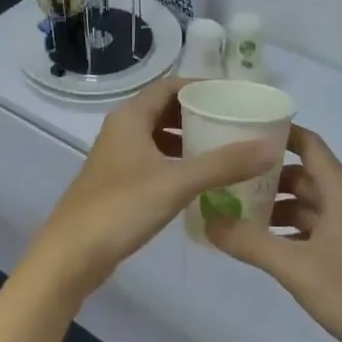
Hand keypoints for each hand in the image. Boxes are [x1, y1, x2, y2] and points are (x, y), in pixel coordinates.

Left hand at [24, 78, 281, 303]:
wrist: (71, 255)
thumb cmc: (121, 208)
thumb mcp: (177, 182)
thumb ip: (224, 164)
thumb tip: (270, 147)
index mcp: (130, 118)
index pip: (170, 86)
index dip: (201, 86)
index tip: (234, 96)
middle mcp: (122, 131)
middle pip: (165, 110)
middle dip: (199, 114)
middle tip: (236, 123)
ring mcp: (117, 159)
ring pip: (159, 138)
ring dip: (189, 140)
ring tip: (225, 150)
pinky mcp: (118, 185)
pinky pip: (154, 162)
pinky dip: (177, 164)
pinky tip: (200, 181)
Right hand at [205, 126, 341, 341]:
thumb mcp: (296, 267)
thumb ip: (250, 243)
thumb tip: (209, 221)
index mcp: (340, 190)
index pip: (307, 144)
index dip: (277, 134)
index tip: (240, 131)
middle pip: (302, 174)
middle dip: (265, 176)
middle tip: (224, 178)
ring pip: (306, 203)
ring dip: (274, 205)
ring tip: (233, 212)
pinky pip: (312, 226)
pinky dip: (287, 229)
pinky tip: (261, 244)